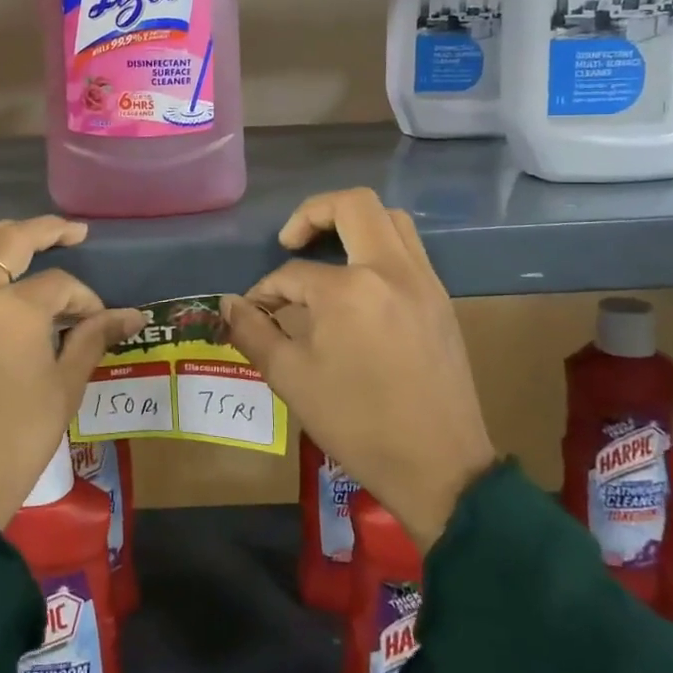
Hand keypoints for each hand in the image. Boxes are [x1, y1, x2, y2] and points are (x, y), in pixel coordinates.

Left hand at [0, 217, 142, 528]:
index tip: (95, 319)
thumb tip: (132, 315)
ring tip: (19, 235)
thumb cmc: (13, 443)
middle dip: (47, 230)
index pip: (60, 285)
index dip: (85, 298)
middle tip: (71, 231)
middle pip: (9, 240)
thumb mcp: (63, 390)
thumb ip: (92, 340)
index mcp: (15, 310)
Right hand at [223, 189, 494, 551]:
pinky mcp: (441, 300)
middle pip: (353, 205)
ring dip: (353, 222)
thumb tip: (230, 304)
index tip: (256, 313)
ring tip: (327, 252)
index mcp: (349, 289)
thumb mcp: (291, 379)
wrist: (439, 467)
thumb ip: (254, 332)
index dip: (266, 290)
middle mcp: (391, 270)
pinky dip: (380, 246)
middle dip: (313, 213)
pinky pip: (409, 249)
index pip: (294, 272)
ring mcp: (423, 281)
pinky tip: (360, 283)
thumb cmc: (357, 424)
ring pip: (390, 219)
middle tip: (291, 242)